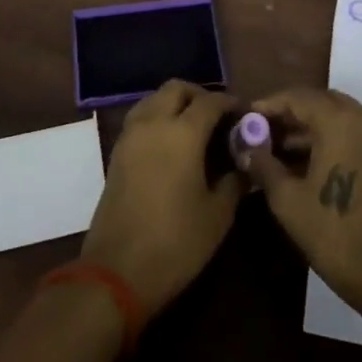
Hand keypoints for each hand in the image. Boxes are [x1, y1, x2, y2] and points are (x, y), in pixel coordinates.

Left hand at [80, 80, 242, 316]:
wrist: (116, 272)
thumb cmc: (175, 243)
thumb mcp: (217, 215)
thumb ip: (234, 181)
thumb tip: (244, 164)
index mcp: (183, 133)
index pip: (211, 101)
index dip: (231, 104)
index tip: (245, 115)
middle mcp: (154, 124)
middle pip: (177, 89)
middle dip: (200, 95)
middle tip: (218, 117)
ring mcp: (130, 136)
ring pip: (154, 99)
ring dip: (175, 103)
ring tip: (194, 127)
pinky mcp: (116, 153)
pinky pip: (140, 118)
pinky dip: (157, 117)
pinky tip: (171, 143)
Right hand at [243, 88, 361, 318]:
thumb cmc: (333, 234)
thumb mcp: (287, 200)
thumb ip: (263, 164)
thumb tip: (245, 146)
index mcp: (341, 123)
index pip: (299, 97)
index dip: (270, 105)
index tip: (247, 117)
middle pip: (322, 101)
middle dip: (291, 112)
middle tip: (263, 130)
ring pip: (341, 116)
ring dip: (311, 126)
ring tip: (280, 148)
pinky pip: (356, 133)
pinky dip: (332, 137)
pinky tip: (309, 161)